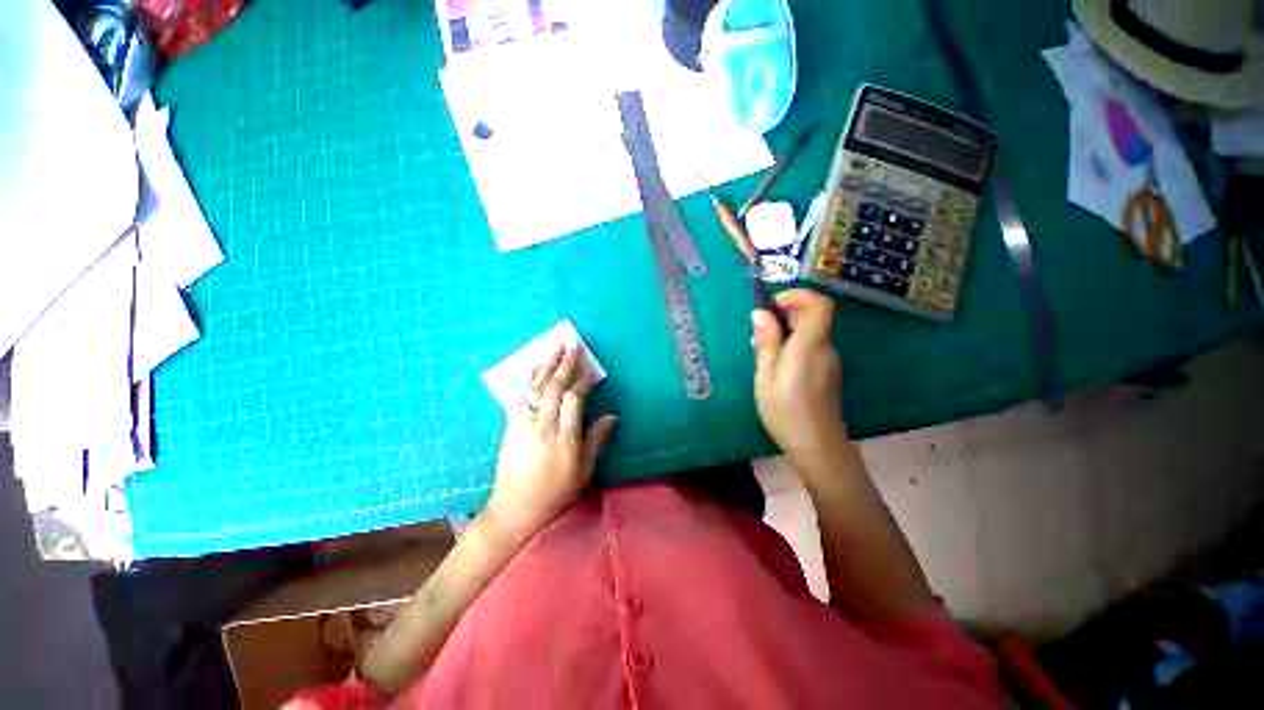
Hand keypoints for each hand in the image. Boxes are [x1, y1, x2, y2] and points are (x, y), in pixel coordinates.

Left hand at [486, 345, 617, 540]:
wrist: (515, 507)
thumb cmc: (556, 492)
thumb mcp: (583, 471)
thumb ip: (596, 440)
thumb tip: (612, 416)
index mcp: (565, 438)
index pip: (575, 399)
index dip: (583, 381)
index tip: (590, 368)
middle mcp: (544, 425)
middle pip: (555, 388)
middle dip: (565, 364)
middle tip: (572, 345)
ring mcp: (525, 424)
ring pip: (537, 388)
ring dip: (547, 365)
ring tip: (554, 348)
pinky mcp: (512, 426)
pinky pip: (520, 397)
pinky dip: (528, 379)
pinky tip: (533, 367)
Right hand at [750, 289, 846, 459]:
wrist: (817, 447)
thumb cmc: (785, 411)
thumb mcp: (765, 376)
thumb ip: (766, 343)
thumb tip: (760, 314)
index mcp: (810, 346)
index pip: (819, 304)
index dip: (797, 296)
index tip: (772, 305)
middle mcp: (825, 348)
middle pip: (813, 317)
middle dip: (784, 316)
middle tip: (758, 335)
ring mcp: (829, 361)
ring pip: (810, 333)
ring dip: (786, 333)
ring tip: (762, 354)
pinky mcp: (828, 373)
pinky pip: (811, 348)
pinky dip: (793, 346)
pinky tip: (776, 368)